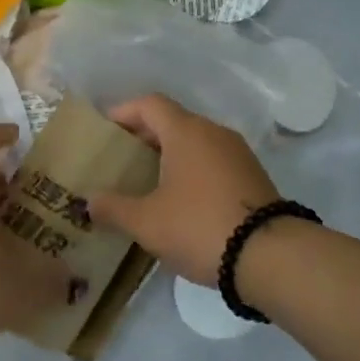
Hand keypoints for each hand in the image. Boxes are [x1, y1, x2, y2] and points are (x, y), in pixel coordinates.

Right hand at [85, 95, 280, 285]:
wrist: (271, 256)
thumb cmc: (199, 226)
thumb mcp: (146, 222)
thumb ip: (113, 208)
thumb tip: (88, 201)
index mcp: (186, 132)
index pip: (149, 104)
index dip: (123, 112)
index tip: (104, 130)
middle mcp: (213, 133)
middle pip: (172, 121)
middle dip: (143, 136)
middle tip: (120, 160)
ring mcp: (238, 154)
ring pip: (194, 142)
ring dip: (169, 155)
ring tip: (146, 182)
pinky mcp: (252, 176)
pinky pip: (212, 161)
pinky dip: (191, 170)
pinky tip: (179, 200)